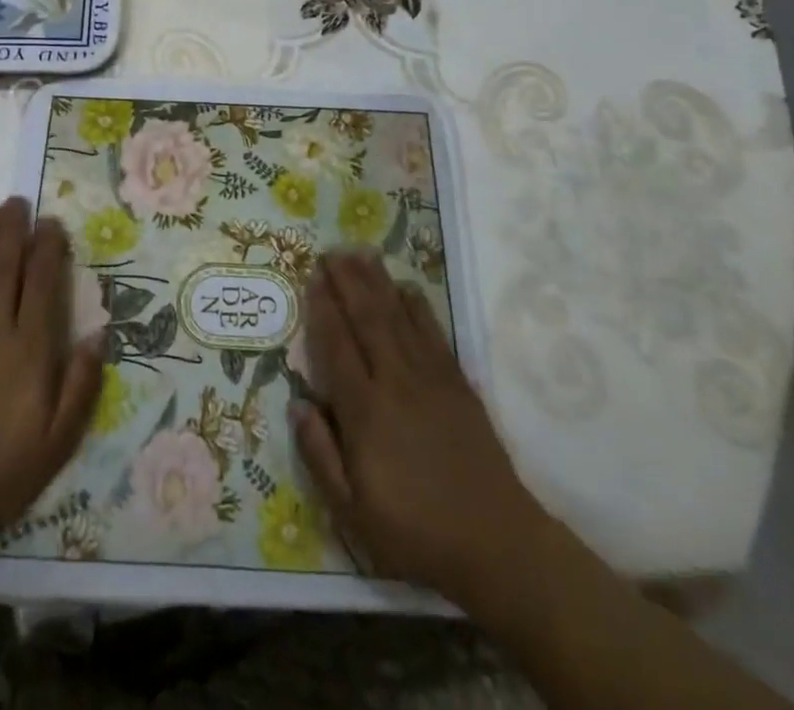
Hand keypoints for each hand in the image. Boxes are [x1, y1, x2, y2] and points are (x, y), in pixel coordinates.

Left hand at [0, 198, 102, 568]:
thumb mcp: (57, 441)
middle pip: (6, 268)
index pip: (43, 285)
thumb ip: (81, 385)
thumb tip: (100, 334)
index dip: (49, 250)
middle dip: (14, 231)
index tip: (53, 223)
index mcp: (31, 350)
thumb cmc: (1, 469)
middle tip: (19, 200)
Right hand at [291, 251, 547, 608]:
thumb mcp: (352, 512)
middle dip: (348, 281)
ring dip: (378, 282)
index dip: (322, 309)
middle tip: (332, 250)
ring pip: (399, 317)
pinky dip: (418, 306)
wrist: (496, 543)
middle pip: (367, 319)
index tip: (312, 277)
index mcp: (365, 412)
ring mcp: (430, 379)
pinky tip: (407, 288)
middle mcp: (395, 382)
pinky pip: (434, 333)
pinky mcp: (458, 383)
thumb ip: (320, 455)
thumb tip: (297, 403)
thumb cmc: (414, 531)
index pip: (336, 347)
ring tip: (362, 252)